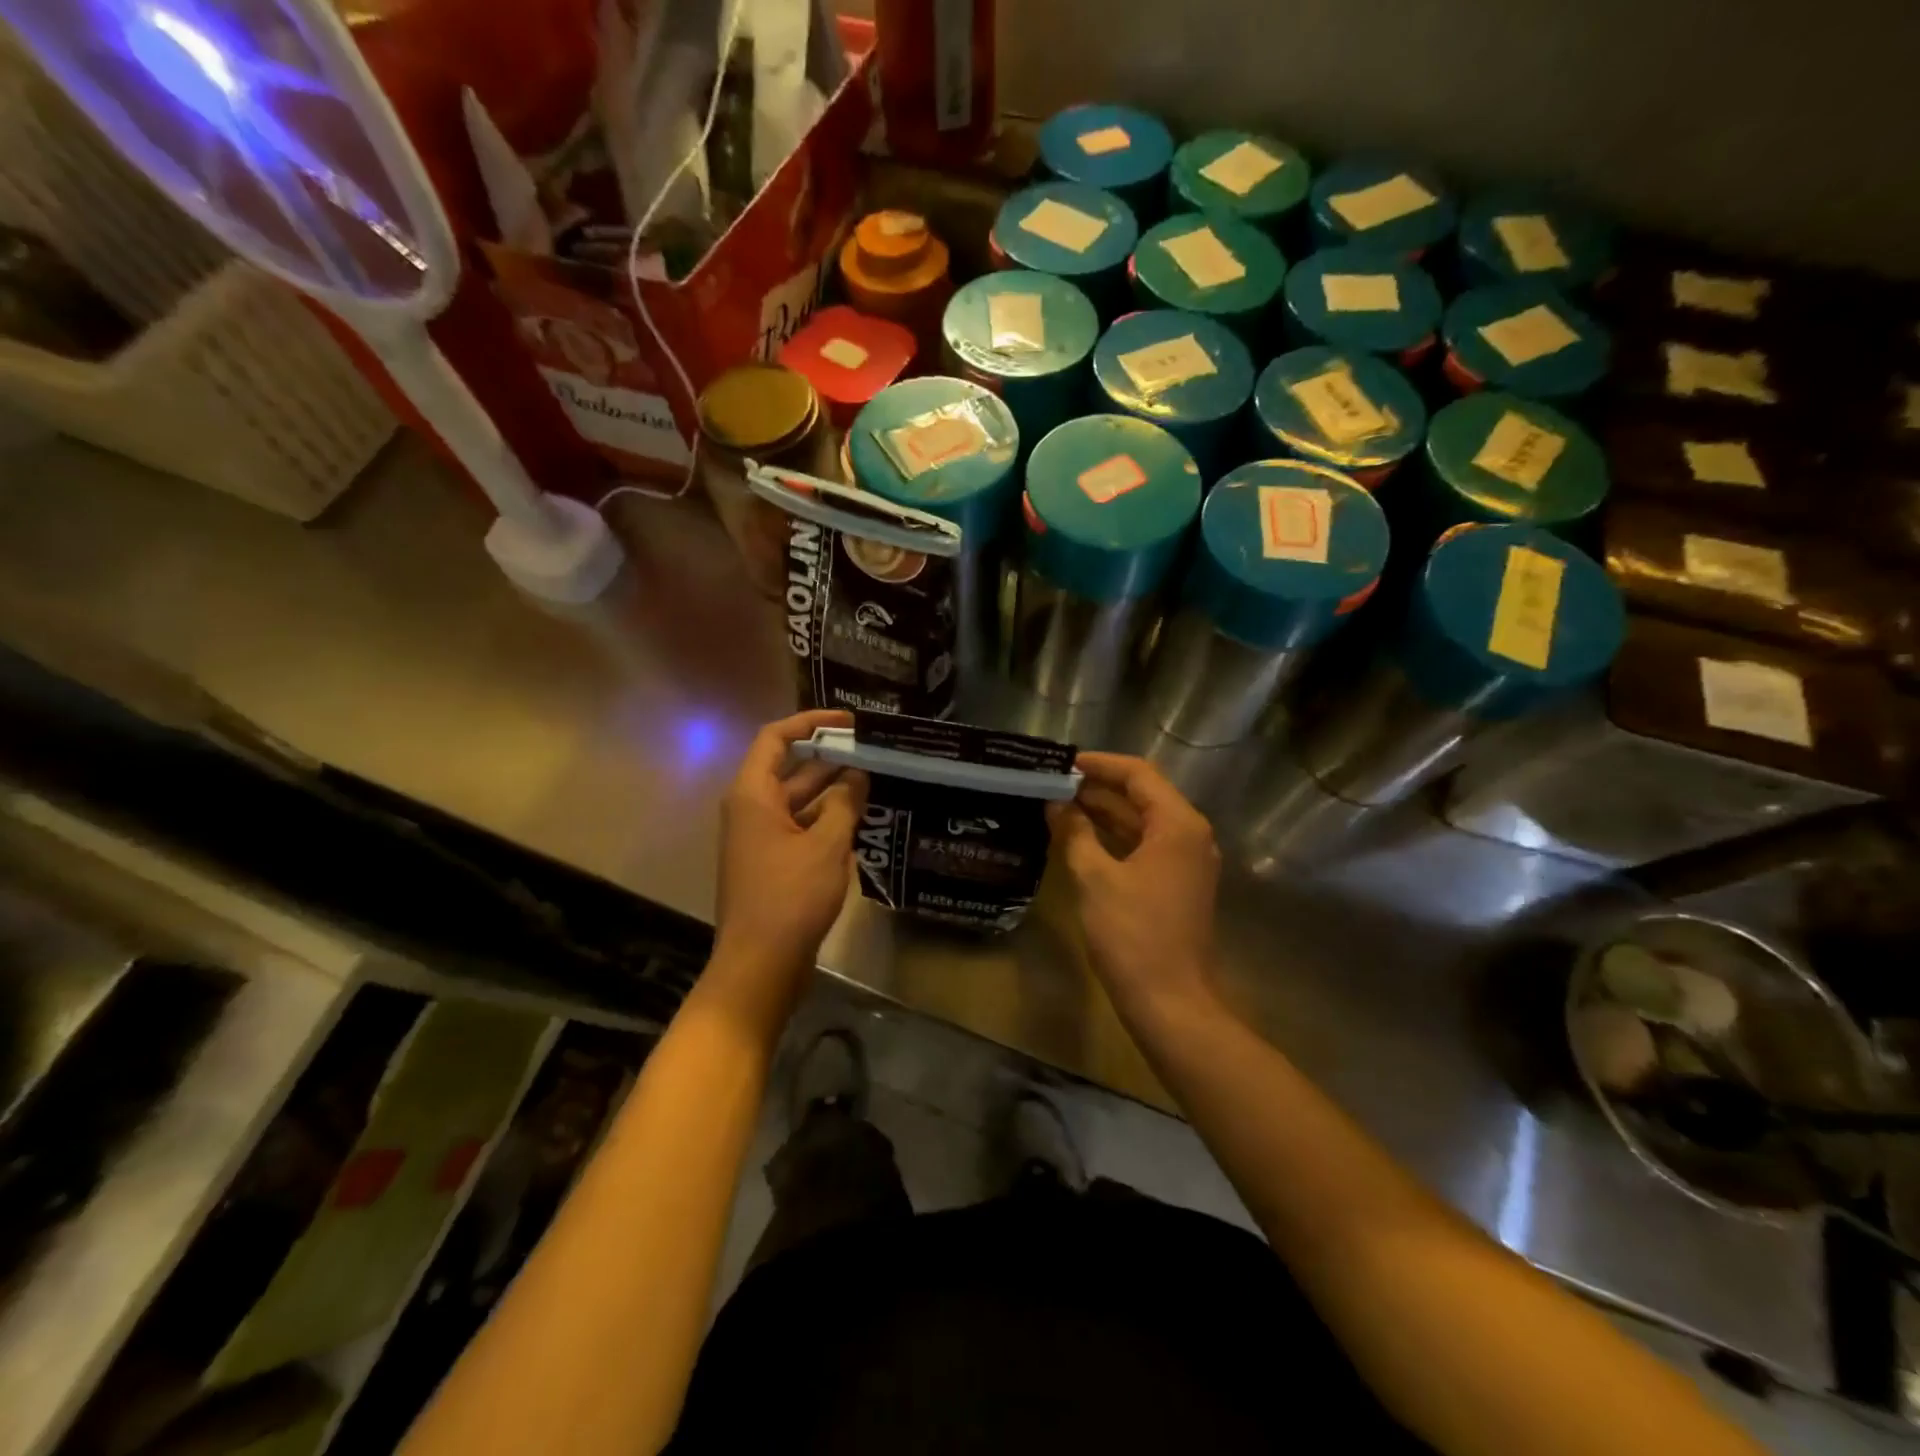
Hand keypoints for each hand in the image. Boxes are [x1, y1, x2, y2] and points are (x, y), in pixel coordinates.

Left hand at [709, 709, 867, 1027]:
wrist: (760, 966)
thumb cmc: (790, 897)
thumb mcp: (826, 844)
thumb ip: (844, 803)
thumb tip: (857, 774)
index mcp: (754, 794)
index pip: (776, 738)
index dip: (811, 722)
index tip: (849, 721)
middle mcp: (752, 809)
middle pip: (791, 769)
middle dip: (831, 758)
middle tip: (875, 752)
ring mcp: (761, 838)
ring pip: (800, 801)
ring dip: (834, 791)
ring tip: (878, 781)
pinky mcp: (773, 863)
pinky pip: (801, 828)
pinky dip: (828, 820)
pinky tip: (862, 820)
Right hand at [1046, 752, 1221, 1020]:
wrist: (1172, 1003)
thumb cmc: (1133, 935)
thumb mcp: (1095, 878)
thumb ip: (1075, 833)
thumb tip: (1057, 804)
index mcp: (1177, 824)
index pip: (1138, 774)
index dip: (1099, 764)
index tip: (1062, 762)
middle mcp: (1190, 835)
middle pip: (1142, 795)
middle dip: (1098, 788)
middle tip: (1052, 783)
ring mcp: (1186, 862)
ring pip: (1142, 822)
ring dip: (1104, 812)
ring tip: (1058, 804)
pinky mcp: (1177, 885)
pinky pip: (1144, 847)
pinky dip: (1114, 838)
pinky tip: (1080, 838)